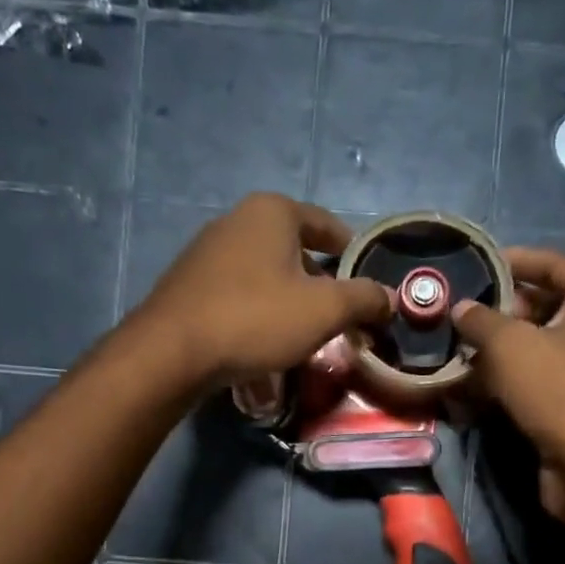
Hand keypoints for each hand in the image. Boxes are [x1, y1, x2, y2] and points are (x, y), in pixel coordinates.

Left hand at [130, 193, 390, 385]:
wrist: (174, 351)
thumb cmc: (256, 319)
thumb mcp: (324, 310)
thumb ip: (364, 299)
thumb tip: (390, 298)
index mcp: (273, 212)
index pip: (326, 224)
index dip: (351, 250)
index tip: (366, 277)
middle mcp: (237, 220)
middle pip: (295, 249)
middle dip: (320, 280)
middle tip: (338, 314)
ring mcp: (207, 251)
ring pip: (266, 273)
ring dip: (288, 299)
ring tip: (304, 332)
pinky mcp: (189, 284)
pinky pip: (239, 293)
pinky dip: (259, 311)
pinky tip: (264, 340)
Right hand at [454, 247, 564, 520]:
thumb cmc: (560, 390)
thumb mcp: (511, 345)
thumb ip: (480, 320)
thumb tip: (461, 308)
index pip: (549, 262)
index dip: (509, 261)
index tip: (470, 267)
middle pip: (540, 307)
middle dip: (495, 314)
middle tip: (453, 318)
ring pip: (533, 349)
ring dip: (494, 353)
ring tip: (451, 354)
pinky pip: (534, 382)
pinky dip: (505, 384)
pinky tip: (467, 391)